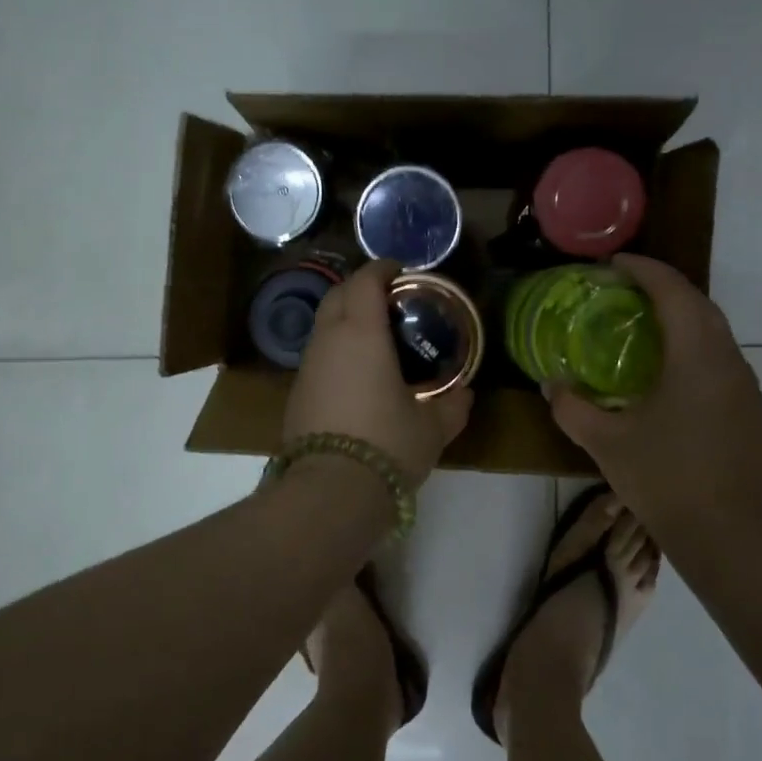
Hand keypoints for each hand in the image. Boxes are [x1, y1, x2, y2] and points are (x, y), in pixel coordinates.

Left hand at [283, 259, 472, 486]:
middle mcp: (328, 340)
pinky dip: (337, 348)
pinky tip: (358, 373)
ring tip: (377, 337)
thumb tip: (465, 394)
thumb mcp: (432, 427)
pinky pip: (318, 354)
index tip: (402, 272)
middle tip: (390, 300)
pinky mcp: (296, 392)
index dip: (383, 269)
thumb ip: (453, 405)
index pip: (365, 281)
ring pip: (324, 324)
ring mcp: (307, 366)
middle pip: (338, 294)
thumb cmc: (387, 445)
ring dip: (346, 319)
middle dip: (361, 288)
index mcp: (362, 333)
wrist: (329, 491)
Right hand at [546, 254, 761, 539]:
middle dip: (664, 287)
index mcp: (696, 357)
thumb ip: (571, 407)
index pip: (673, 292)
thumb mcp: (605, 442)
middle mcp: (729, 361)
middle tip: (625, 290)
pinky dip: (695, 347)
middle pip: (700, 304)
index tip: (614, 263)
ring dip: (682, 317)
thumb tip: (550, 384)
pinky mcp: (752, 411)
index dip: (644, 269)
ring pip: (715, 332)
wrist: (730, 536)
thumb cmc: (665, 480)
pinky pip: (722, 359)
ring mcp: (746, 387)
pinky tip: (670, 373)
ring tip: (644, 325)